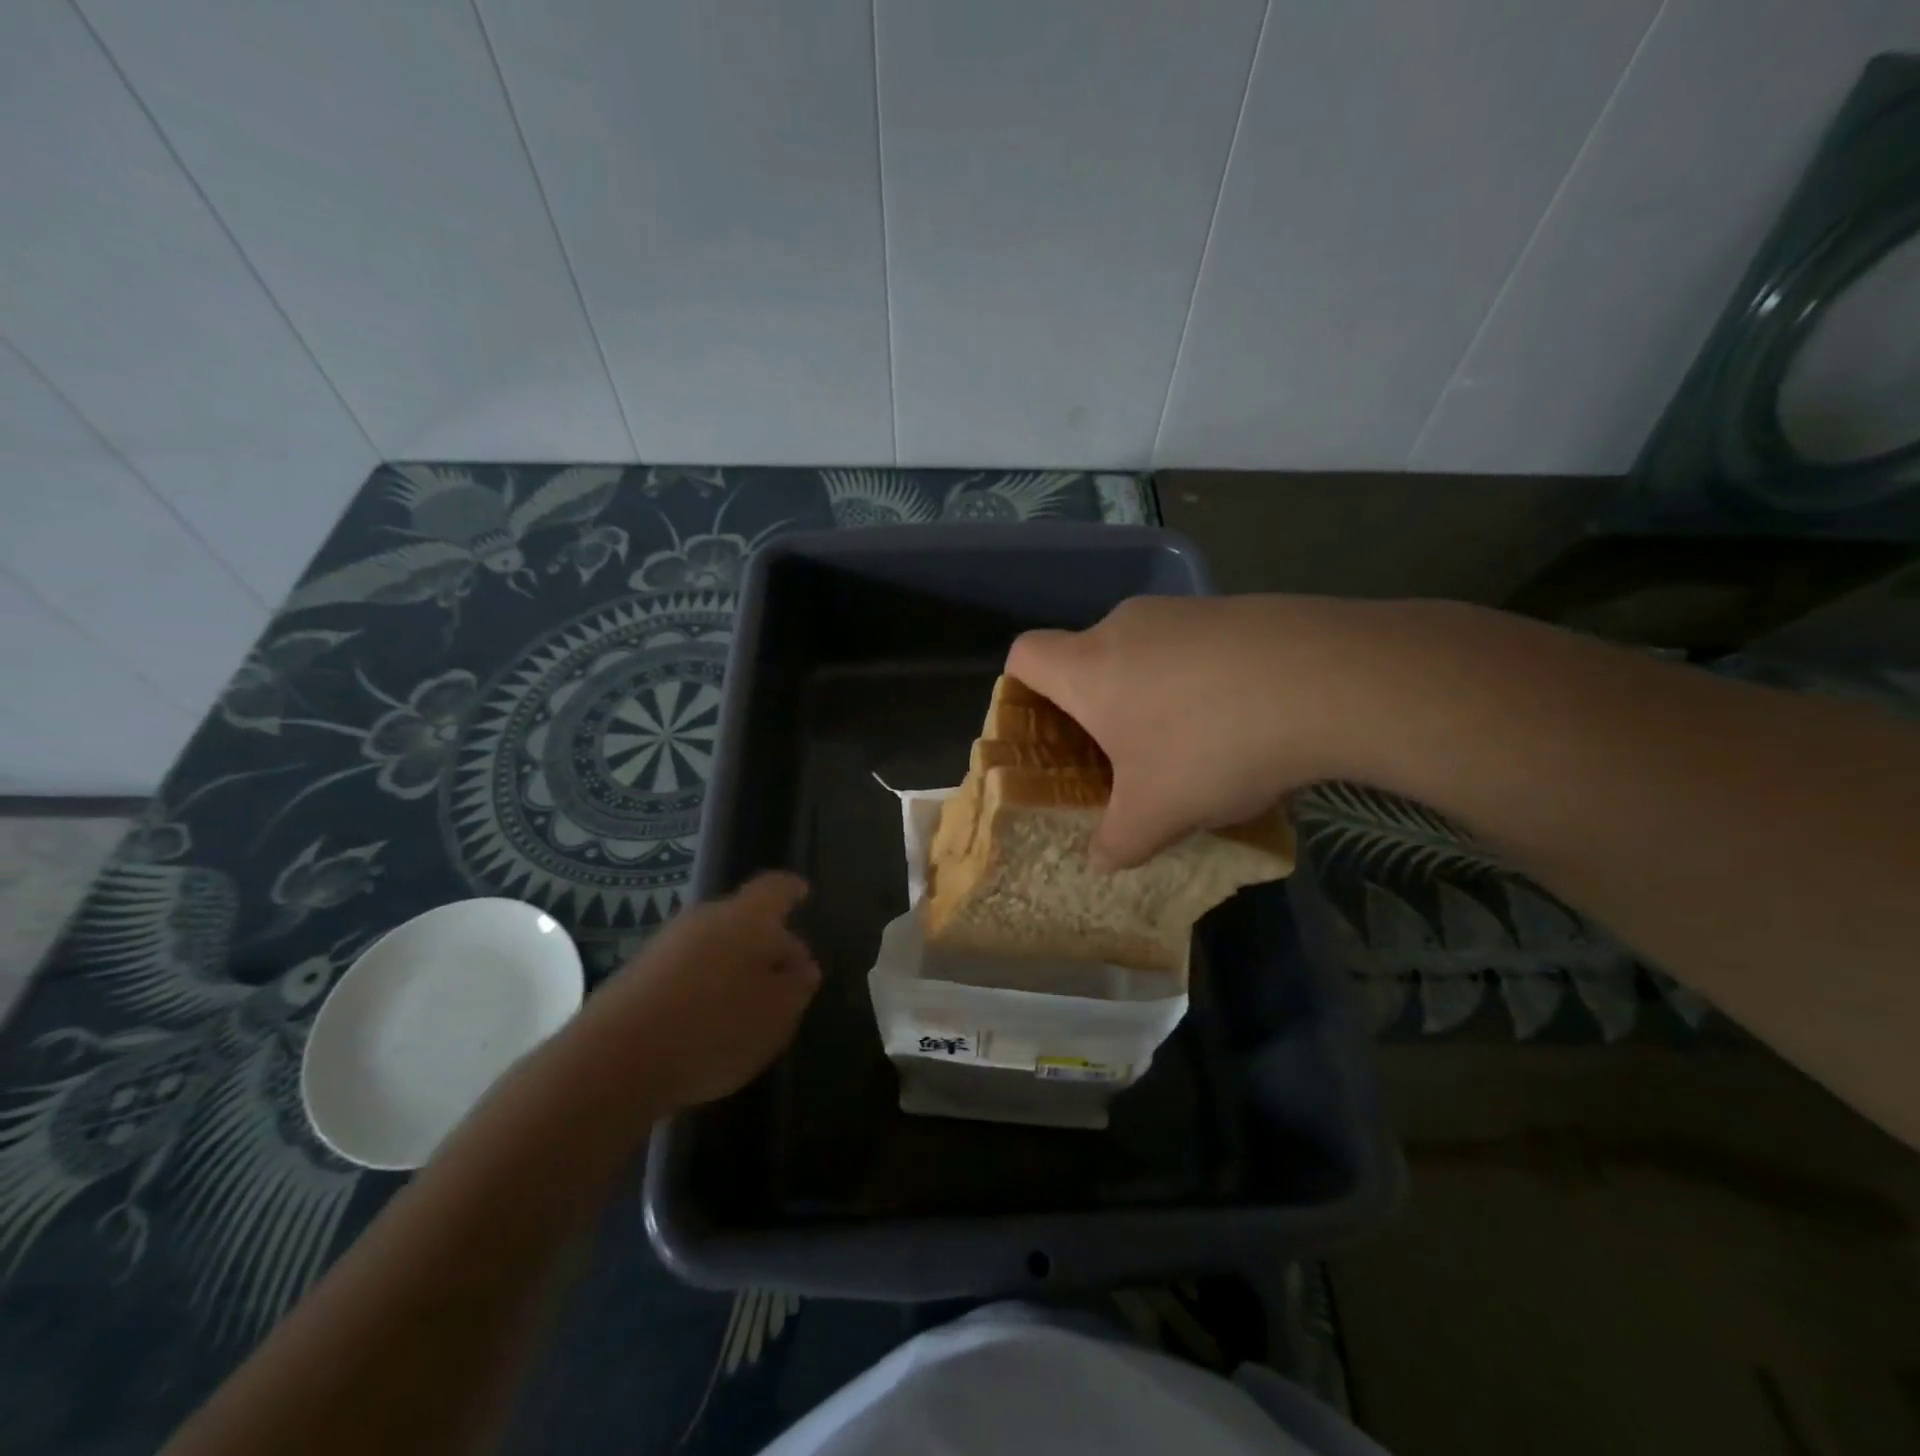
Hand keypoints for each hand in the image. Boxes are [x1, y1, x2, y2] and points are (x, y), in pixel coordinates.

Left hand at [588, 873, 820, 1109]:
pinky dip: (703, 985)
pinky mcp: (636, 975)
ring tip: (748, 1004)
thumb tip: (801, 967)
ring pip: (713, 944)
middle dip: (765, 941)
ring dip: (733, 966)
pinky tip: (707, 1020)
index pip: (775, 889)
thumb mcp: (777, 1015)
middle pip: (743, 918)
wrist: (613, 1061)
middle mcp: (704, 919)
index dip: (791, 890)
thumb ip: (797, 986)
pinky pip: (685, 969)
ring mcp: (665, 945)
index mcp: (746, 918)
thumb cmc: (714, 1028)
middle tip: (784, 973)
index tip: (802, 893)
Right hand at [1008, 595, 1389, 866]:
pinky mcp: (1236, 609)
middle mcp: (1126, 627)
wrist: (1329, 681)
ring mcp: (1184, 611)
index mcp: (1088, 667)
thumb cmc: (1210, 745)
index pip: (1024, 655)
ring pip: (1144, 653)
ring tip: (1189, 746)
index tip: (1046, 731)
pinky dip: (1198, 681)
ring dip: (1150, 695)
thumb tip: (1103, 861)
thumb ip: (1117, 842)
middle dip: (1095, 708)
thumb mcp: (1156, 814)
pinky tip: (1239, 719)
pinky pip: (1195, 647)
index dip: (1021, 689)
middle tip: (1120, 757)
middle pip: (1086, 658)